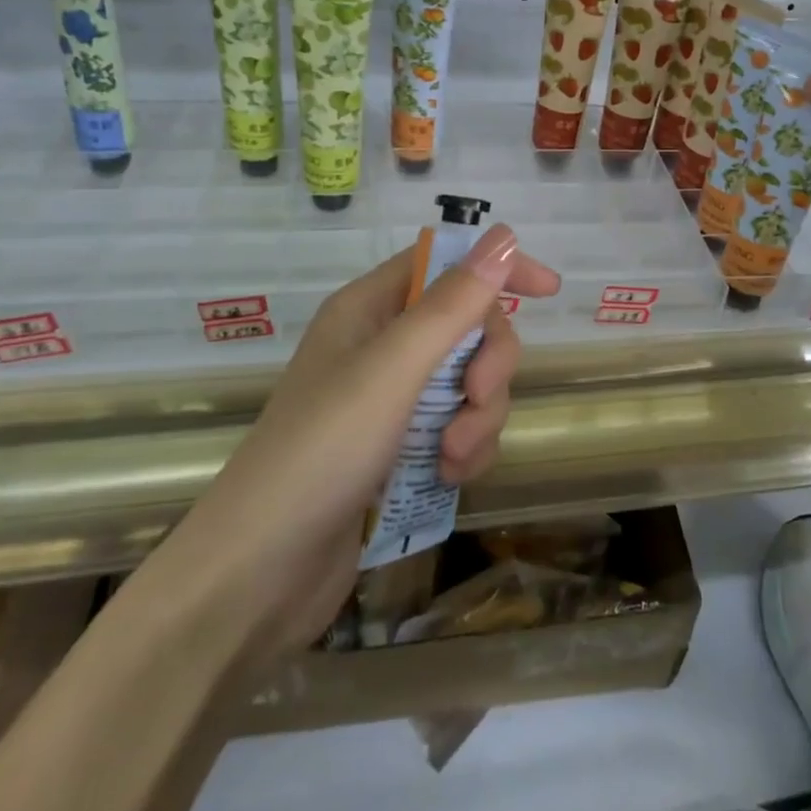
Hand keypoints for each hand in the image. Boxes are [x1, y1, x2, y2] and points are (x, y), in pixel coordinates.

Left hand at [171, 225, 559, 660]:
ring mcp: (393, 401)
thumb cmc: (321, 451)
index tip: (549, 290)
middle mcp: (382, 346)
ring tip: (451, 456)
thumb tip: (503, 236)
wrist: (262, 574)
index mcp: (370, 309)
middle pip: (469, 328)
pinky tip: (449, 477)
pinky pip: (461, 428)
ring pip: (471, 384)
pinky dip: (466, 449)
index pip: (446, 264)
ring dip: (478, 417)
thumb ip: (453, 303)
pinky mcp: (403, 449)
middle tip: (477, 398)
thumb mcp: (393, 369)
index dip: (497, 269)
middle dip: (487, 364)